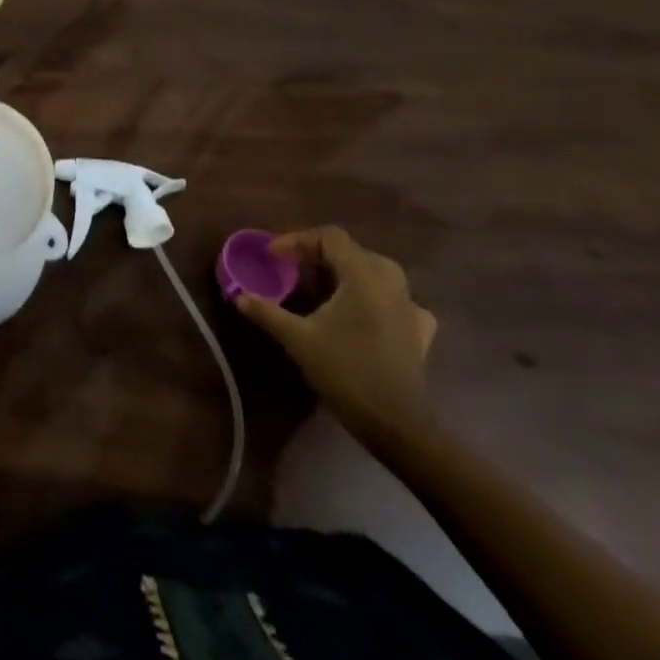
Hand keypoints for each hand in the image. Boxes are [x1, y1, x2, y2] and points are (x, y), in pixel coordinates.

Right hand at [236, 226, 438, 445]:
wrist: (396, 422)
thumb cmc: (345, 370)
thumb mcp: (297, 339)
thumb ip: (267, 312)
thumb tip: (239, 296)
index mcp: (363, 274)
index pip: (330, 237)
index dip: (298, 240)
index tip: (273, 256)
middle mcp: (391, 281)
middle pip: (352, 252)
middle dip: (319, 256)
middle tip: (293, 270)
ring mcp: (410, 305)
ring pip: (374, 273)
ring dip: (345, 275)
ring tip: (321, 291)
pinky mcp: (420, 329)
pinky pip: (394, 299)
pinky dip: (373, 298)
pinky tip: (362, 314)